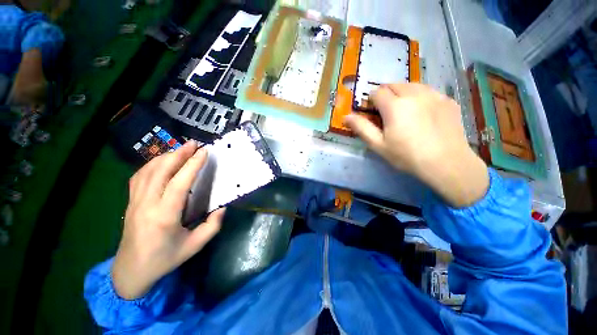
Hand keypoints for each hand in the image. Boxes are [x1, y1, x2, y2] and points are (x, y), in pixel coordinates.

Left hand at [112, 141, 224, 299]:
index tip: (204, 152)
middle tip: (194, 143)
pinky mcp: (130, 202)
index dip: (193, 165)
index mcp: (164, 216)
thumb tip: (221, 207)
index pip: (179, 183)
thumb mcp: (195, 246)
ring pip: (148, 170)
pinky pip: (139, 176)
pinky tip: (161, 161)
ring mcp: (134, 201)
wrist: (131, 271)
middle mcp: (147, 204)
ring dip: (166, 156)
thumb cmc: (165, 259)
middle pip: (161, 171)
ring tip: (181, 149)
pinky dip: (152, 164)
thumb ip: (212, 226)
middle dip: (179, 154)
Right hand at [344, 83, 488, 206]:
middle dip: (385, 94)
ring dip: (402, 92)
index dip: (370, 100)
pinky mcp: (447, 100)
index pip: (377, 92)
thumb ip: (361, 128)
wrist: (446, 163)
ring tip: (403, 110)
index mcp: (394, 105)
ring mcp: (433, 95)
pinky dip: (419, 96)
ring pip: (411, 84)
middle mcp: (414, 94)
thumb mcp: (378, 144)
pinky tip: (422, 113)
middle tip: (386, 111)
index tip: (372, 111)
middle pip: (393, 84)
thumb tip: (346, 116)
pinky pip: (428, 91)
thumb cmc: (406, 156)